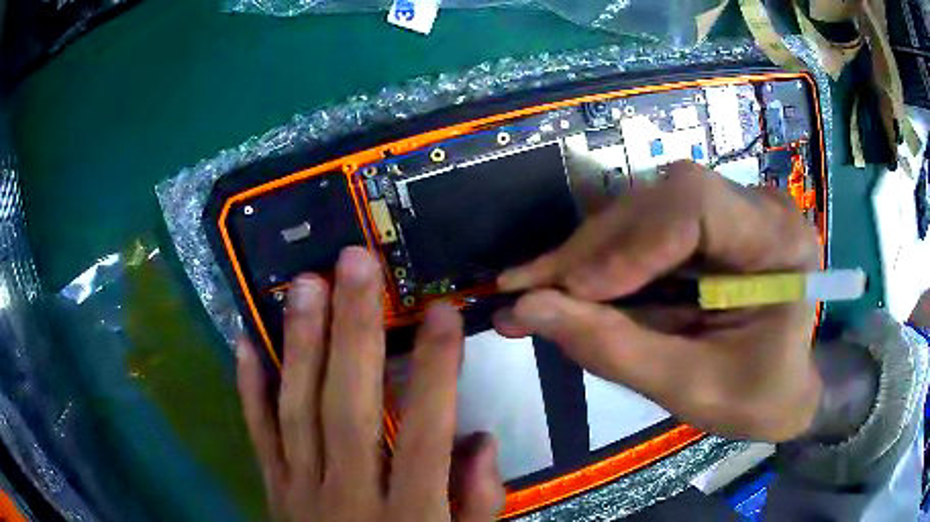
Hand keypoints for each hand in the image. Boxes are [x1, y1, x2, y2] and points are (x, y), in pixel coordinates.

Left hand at [237, 247, 503, 520]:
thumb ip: (477, 504)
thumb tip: (479, 440)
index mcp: (408, 516)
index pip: (424, 433)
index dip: (436, 370)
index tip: (441, 310)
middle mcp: (348, 496)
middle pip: (347, 407)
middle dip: (353, 332)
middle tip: (354, 264)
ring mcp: (300, 491)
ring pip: (296, 411)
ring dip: (299, 345)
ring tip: (304, 285)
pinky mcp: (274, 490)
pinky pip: (258, 435)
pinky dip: (249, 388)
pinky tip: (246, 341)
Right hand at [495, 161, 821, 442]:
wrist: (787, 388)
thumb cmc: (756, 398)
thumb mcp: (690, 389)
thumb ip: (615, 350)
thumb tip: (527, 310)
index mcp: (778, 243)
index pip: (696, 205)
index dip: (628, 243)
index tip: (570, 294)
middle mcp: (758, 207)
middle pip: (661, 201)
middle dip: (592, 250)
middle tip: (527, 290)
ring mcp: (735, 206)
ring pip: (646, 208)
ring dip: (589, 253)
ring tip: (539, 290)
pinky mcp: (713, 219)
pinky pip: (649, 225)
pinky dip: (606, 258)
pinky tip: (572, 284)